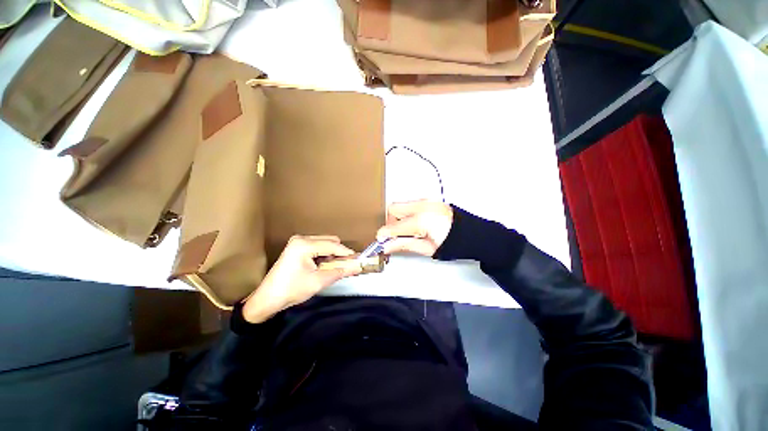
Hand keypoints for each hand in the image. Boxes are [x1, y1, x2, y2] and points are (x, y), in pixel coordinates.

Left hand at [243, 235, 359, 322]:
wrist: (267, 299)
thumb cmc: (291, 290)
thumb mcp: (318, 282)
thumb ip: (340, 271)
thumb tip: (357, 267)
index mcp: (304, 245)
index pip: (332, 245)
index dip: (347, 253)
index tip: (358, 259)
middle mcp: (301, 239)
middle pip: (329, 240)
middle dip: (339, 253)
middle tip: (346, 265)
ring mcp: (298, 242)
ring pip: (324, 242)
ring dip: (332, 254)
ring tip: (334, 267)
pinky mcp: (297, 247)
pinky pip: (317, 246)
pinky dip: (324, 254)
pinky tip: (324, 265)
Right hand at [376, 200, 452, 256]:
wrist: (470, 234)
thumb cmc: (452, 243)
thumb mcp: (426, 248)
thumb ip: (403, 245)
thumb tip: (387, 245)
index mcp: (421, 220)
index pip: (393, 227)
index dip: (383, 235)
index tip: (381, 241)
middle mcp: (421, 206)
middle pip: (392, 209)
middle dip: (390, 222)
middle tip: (396, 234)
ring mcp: (425, 201)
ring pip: (401, 205)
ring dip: (399, 217)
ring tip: (409, 230)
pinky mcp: (428, 200)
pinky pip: (410, 204)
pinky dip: (407, 213)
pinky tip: (416, 224)